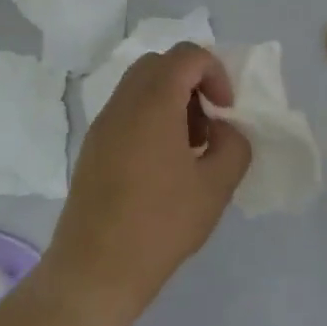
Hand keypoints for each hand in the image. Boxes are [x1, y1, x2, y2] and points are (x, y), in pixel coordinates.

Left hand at [40, 44, 251, 325]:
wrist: (95, 270)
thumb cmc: (160, 225)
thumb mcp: (215, 187)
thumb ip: (233, 145)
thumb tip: (223, 129)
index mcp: (154, 102)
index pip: (188, 55)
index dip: (216, 73)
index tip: (226, 111)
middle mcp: (124, 102)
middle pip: (161, 64)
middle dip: (192, 82)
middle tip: (208, 123)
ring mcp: (103, 123)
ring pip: (141, 85)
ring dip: (171, 100)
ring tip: (189, 147)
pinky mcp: (93, 146)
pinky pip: (126, 110)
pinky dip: (151, 118)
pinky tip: (162, 165)